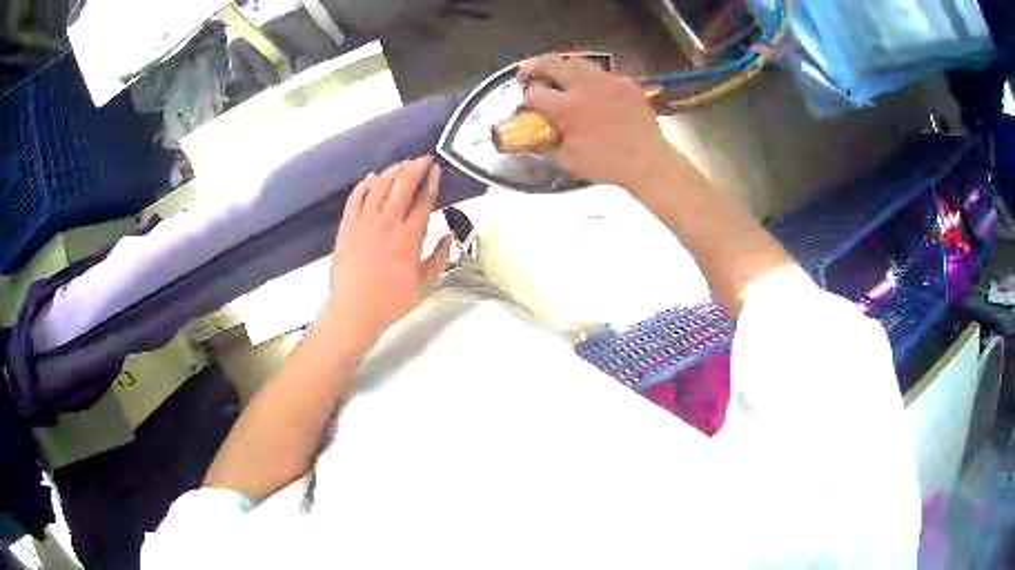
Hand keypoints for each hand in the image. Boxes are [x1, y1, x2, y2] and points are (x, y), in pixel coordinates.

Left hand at [321, 156, 451, 357]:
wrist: (353, 310)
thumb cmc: (391, 301)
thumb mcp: (424, 284)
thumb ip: (439, 258)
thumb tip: (449, 235)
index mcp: (409, 236)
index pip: (423, 200)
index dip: (431, 182)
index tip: (435, 169)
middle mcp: (388, 222)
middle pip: (403, 186)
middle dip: (415, 168)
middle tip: (422, 159)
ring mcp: (364, 222)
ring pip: (379, 187)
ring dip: (391, 172)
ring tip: (400, 165)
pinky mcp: (347, 227)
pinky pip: (355, 199)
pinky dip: (363, 185)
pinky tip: (370, 178)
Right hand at [519, 55, 672, 188]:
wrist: (648, 162)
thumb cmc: (607, 165)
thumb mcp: (568, 161)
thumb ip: (548, 145)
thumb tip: (537, 138)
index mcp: (566, 107)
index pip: (534, 93)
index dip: (527, 100)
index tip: (529, 107)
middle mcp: (585, 86)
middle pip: (551, 62)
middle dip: (536, 68)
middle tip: (531, 76)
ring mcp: (608, 81)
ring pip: (578, 62)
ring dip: (565, 69)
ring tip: (564, 81)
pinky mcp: (627, 83)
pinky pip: (604, 74)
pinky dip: (595, 81)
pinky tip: (597, 94)